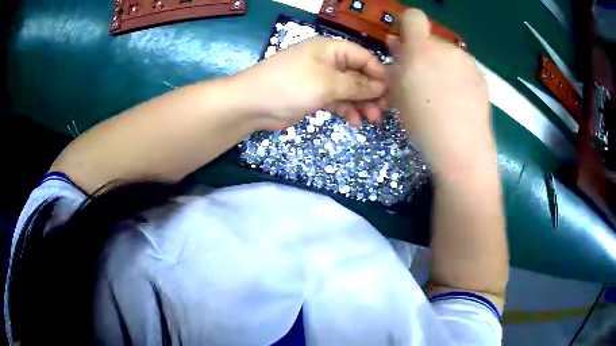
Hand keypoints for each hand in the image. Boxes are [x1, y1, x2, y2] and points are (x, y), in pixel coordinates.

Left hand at [240, 37, 386, 129]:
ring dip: (361, 104)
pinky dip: (346, 110)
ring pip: (349, 89)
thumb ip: (357, 85)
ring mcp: (320, 79)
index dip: (378, 73)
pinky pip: (337, 100)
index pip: (363, 57)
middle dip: (371, 92)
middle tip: (383, 111)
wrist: (253, 104)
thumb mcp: (328, 83)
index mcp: (331, 49)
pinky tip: (354, 122)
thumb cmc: (292, 85)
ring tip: (372, 120)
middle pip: (358, 74)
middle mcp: (328, 61)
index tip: (391, 92)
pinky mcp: (314, 95)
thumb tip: (381, 86)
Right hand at [386, 10, 493, 173]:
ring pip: (448, 57)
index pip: (413, 17)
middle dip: (423, 55)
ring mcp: (468, 64)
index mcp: (422, 48)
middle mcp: (447, 49)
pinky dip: (458, 80)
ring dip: (441, 68)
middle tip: (421, 82)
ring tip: (441, 97)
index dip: (407, 26)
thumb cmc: (422, 120)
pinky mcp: (482, 79)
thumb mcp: (397, 92)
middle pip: (431, 41)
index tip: (404, 46)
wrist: (461, 147)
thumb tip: (396, 45)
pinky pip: (464, 71)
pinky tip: (458, 103)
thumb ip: (395, 63)